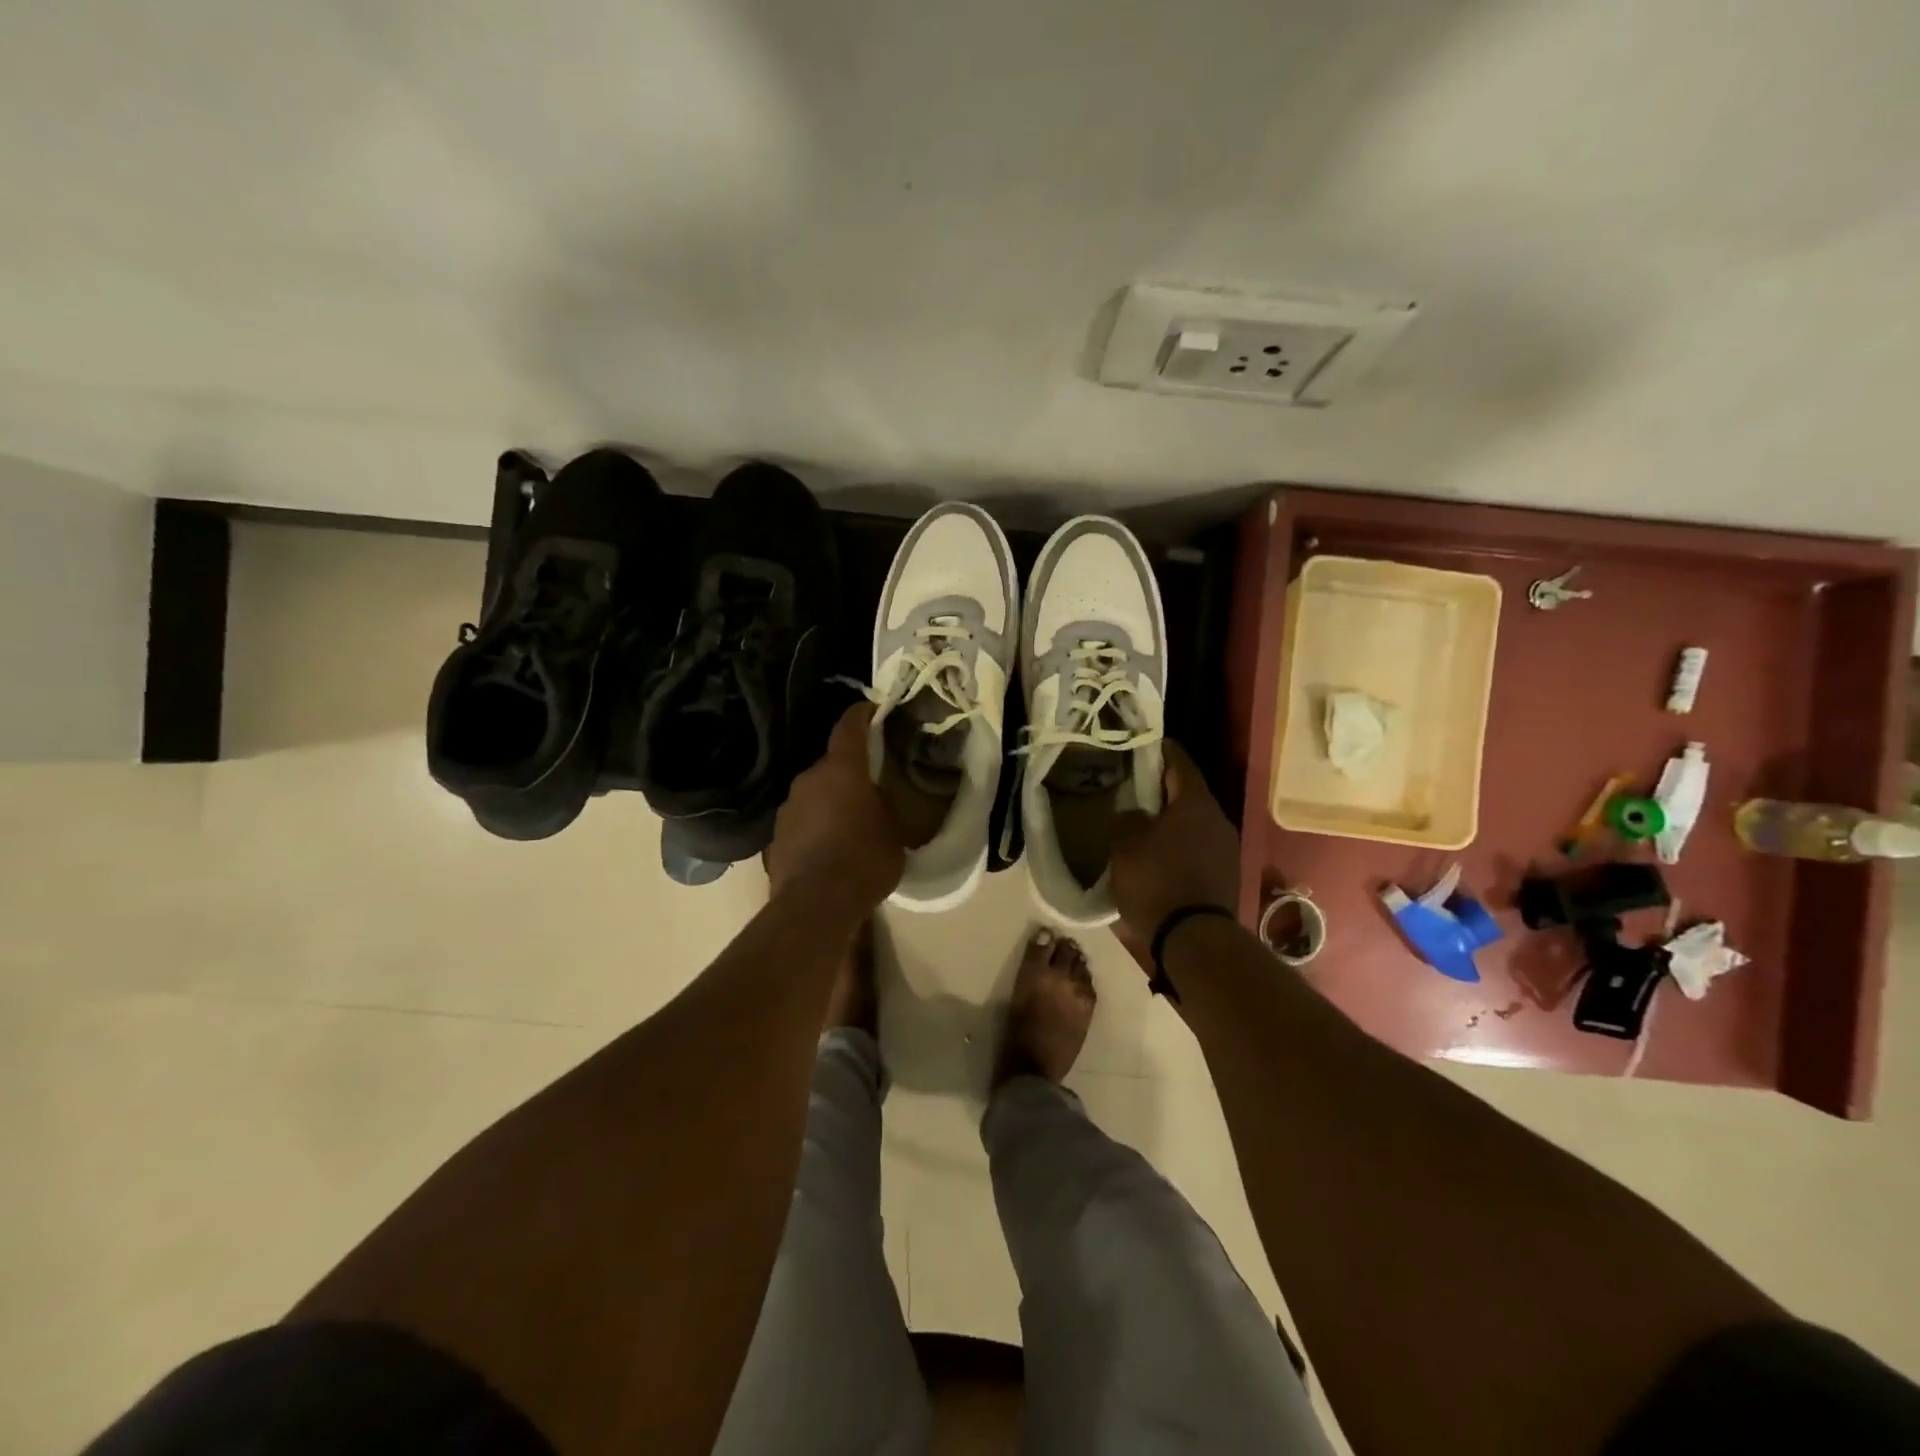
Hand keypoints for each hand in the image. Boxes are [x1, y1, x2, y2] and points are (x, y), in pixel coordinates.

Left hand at [766, 704, 905, 911]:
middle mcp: (808, 779)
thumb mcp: (893, 831)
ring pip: (814, 794)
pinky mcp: (775, 836)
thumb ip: (883, 805)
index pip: (849, 726)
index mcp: (842, 769)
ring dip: (829, 801)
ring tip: (848, 824)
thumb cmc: (865, 860)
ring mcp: (787, 807)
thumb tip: (874, 798)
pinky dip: (815, 826)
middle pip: (831, 765)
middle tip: (869, 787)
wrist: (816, 904)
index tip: (871, 708)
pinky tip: (828, 849)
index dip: (861, 714)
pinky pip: (801, 821)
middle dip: (849, 772)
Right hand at [1109, 740, 1240, 942]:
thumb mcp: (1124, 845)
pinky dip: (1181, 845)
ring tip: (1146, 825)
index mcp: (1195, 803)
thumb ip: (1126, 819)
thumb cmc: (1156, 881)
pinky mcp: (1226, 875)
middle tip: (1137, 788)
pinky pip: (1200, 848)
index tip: (1146, 744)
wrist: (1194, 939)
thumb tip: (1134, 814)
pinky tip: (1161, 857)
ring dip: (1173, 821)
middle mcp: (1218, 819)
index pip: (1180, 763)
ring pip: (1195, 823)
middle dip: (1164, 789)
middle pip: (1189, 794)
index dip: (1162, 751)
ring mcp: (1227, 849)